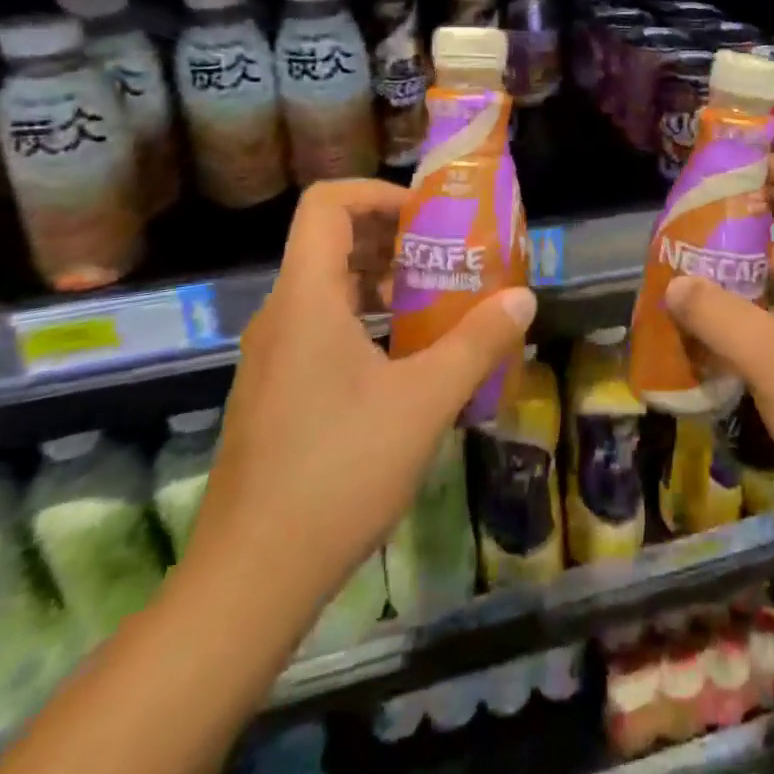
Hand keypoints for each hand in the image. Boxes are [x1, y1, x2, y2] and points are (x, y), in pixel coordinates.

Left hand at [183, 180, 535, 645]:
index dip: (378, 193)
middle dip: (393, 238)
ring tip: (436, 303)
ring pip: (326, 288)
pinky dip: (364, 320)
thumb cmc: (338, 472)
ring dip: (381, 281)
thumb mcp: (424, 401)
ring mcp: (271, 357)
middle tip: (447, 257)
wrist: (249, 581)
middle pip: (330, 241)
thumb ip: (478, 342)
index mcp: (306, 298)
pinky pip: (319, 328)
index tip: (428, 217)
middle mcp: (280, 315)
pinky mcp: (273, 393)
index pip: (327, 203)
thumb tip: (523, 298)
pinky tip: (404, 361)